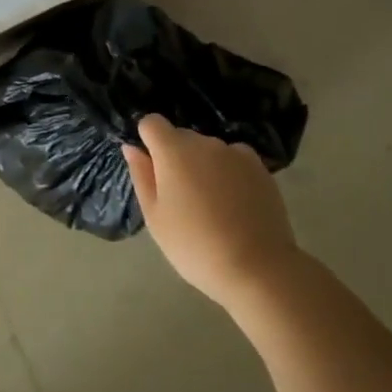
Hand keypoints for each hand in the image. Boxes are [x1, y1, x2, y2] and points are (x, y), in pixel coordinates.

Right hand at [123, 115, 300, 314]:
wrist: (257, 269)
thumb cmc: (195, 246)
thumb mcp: (155, 217)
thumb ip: (142, 175)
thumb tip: (132, 147)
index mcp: (174, 150)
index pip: (151, 122)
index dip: (148, 140)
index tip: (152, 169)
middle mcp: (204, 142)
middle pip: (181, 136)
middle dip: (175, 157)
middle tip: (180, 197)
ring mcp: (235, 152)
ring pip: (208, 150)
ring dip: (203, 165)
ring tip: (211, 205)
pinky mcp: (259, 167)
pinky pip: (234, 160)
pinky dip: (229, 172)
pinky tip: (235, 203)